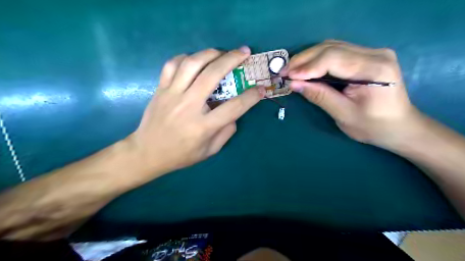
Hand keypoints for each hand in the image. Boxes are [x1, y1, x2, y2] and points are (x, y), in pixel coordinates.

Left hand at [127, 48, 264, 176]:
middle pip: (213, 75)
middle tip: (244, 52)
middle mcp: (188, 106)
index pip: (234, 107)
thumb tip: (234, 113)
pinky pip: (171, 65)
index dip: (251, 97)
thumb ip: (226, 132)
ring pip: (191, 64)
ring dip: (210, 53)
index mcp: (203, 126)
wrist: (147, 153)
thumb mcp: (209, 151)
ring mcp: (172, 95)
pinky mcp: (160, 90)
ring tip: (221, 52)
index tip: (261, 89)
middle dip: (232, 59)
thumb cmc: (181, 155)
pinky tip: (194, 60)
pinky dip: (185, 58)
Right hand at [283, 40, 421, 148]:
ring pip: (331, 47)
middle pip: (331, 48)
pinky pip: (336, 52)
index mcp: (374, 68)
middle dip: (304, 60)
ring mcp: (371, 52)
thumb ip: (319, 96)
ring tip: (291, 70)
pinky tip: (306, 68)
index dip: (307, 67)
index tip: (287, 76)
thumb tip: (294, 84)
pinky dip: (317, 59)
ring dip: (308, 58)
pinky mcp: (366, 56)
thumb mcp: (343, 114)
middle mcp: (375, 53)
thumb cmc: (373, 126)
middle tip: (284, 71)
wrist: (399, 126)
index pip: (333, 58)